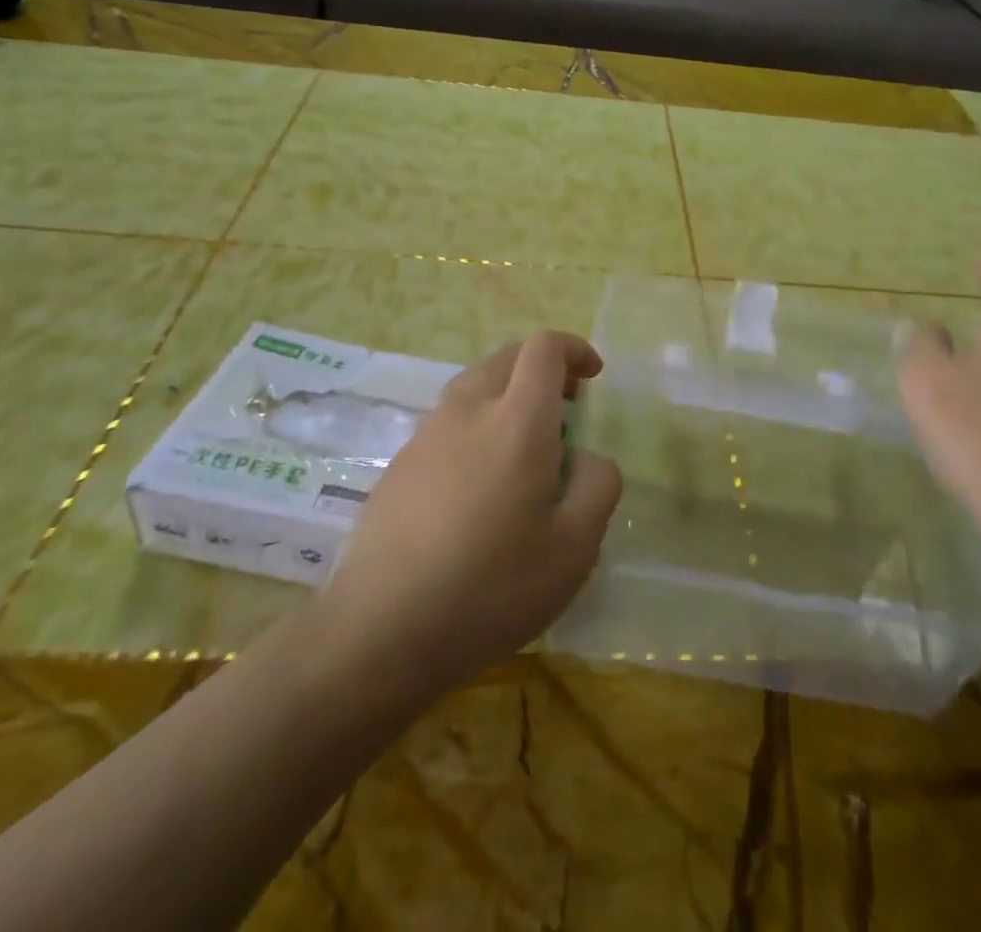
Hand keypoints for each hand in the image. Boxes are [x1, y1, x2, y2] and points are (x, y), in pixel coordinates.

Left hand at [319, 331, 623, 694]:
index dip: (573, 349)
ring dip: (506, 397)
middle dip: (542, 369)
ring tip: (524, 449)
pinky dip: (475, 428)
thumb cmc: (492, 586)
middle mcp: (467, 411)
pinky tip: (478, 488)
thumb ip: (598, 485)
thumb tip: (587, 457)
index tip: (592, 376)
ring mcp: (426, 435)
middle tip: (566, 407)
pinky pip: (447, 424)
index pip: (543, 349)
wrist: (382, 631)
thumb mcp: (575, 547)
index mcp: (517, 421)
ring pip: (473, 388)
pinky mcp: (398, 465)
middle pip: (506, 358)